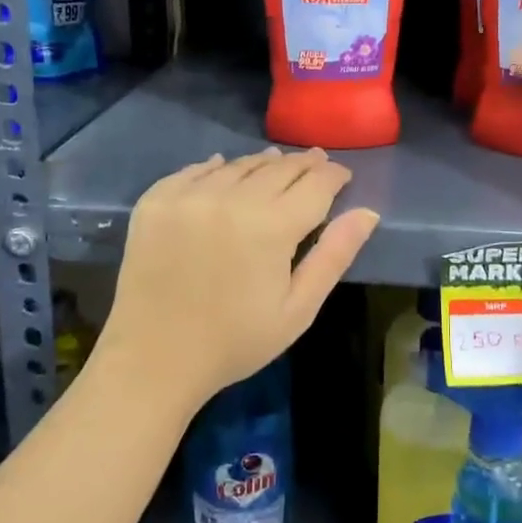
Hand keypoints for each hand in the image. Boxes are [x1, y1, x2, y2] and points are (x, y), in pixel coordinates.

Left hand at [97, 148, 379, 412]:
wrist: (153, 360)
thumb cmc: (235, 342)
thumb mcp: (298, 309)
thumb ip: (334, 255)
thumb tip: (368, 212)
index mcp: (271, 226)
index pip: (315, 183)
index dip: (333, 175)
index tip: (342, 176)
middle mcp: (230, 198)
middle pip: (277, 167)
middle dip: (302, 164)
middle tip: (316, 162)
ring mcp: (188, 196)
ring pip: (237, 165)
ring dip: (261, 163)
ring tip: (274, 163)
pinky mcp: (155, 201)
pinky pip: (193, 171)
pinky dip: (215, 168)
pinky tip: (222, 168)